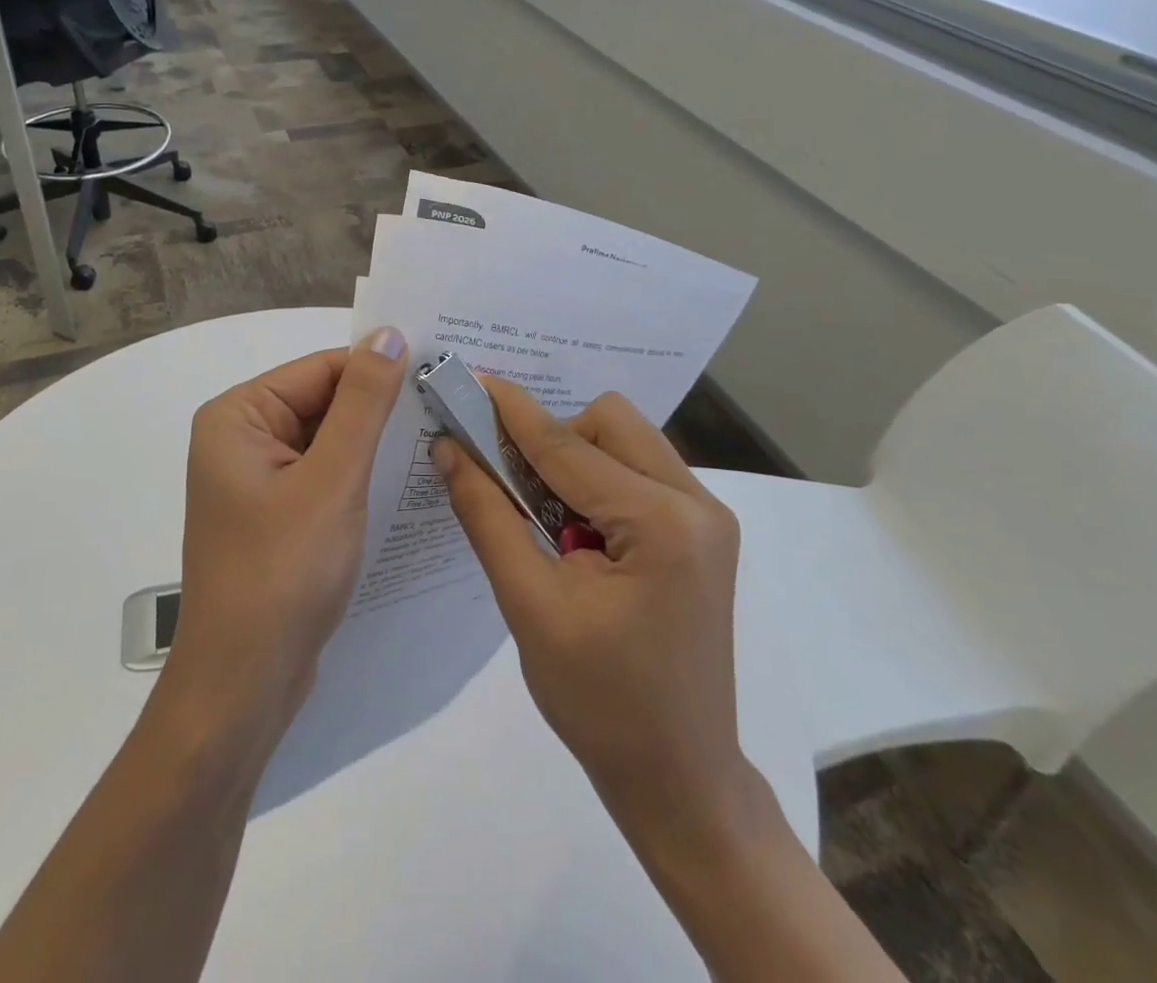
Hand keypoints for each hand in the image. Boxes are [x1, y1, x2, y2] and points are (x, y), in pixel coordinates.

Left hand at [168, 328, 408, 734]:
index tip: (440, 375)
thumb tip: (389, 334)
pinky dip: (360, 477)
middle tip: (451, 409)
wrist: (245, 687)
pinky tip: (405, 480)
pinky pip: (324, 476)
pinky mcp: (276, 516)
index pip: (321, 369)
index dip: (380, 370)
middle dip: (380, 410)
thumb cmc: (283, 573)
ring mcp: (257, 481)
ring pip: (328, 441)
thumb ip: (363, 403)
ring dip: (375, 444)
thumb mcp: (332, 479)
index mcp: (238, 416)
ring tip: (441, 439)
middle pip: (324, 403)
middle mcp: (241, 439)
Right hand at [437, 380, 753, 828]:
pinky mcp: (701, 532)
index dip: (510, 412)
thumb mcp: (530, 606)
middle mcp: (698, 503)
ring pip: (626, 441)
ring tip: (543, 518)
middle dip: (553, 438)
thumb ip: (487, 516)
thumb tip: (449, 449)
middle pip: (610, 422)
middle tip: (511, 483)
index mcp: (662, 523)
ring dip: (575, 460)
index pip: (567, 446)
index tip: (469, 379)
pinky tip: (574, 530)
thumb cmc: (599, 703)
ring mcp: (708, 517)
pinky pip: (639, 472)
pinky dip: (597, 481)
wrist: (679, 778)